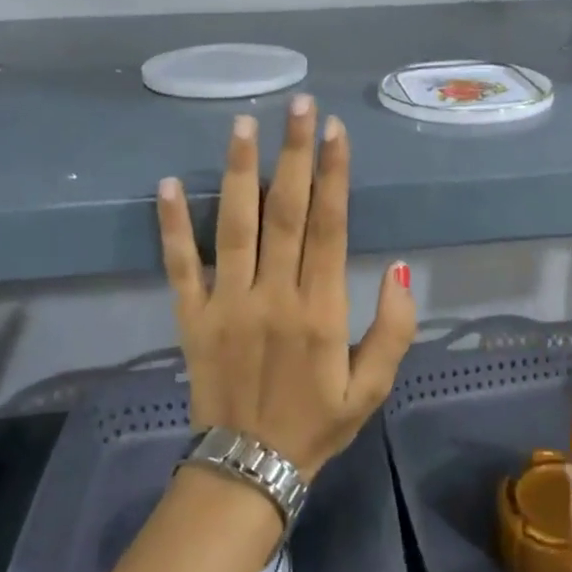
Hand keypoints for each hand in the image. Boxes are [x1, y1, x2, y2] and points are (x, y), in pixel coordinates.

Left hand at [156, 96, 417, 478]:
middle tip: (298, 104)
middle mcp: (273, 295)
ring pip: (234, 226)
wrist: (249, 467)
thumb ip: (394, 328)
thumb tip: (403, 267)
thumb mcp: (374, 388)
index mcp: (320, 310)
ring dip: (239, 172)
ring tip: (243, 124)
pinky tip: (169, 183)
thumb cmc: (318, 424)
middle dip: (294, 154)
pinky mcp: (192, 317)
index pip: (330, 227)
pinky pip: (180, 265)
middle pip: (286, 212)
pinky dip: (172, 225)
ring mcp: (227, 303)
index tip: (335, 130)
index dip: (333, 175)